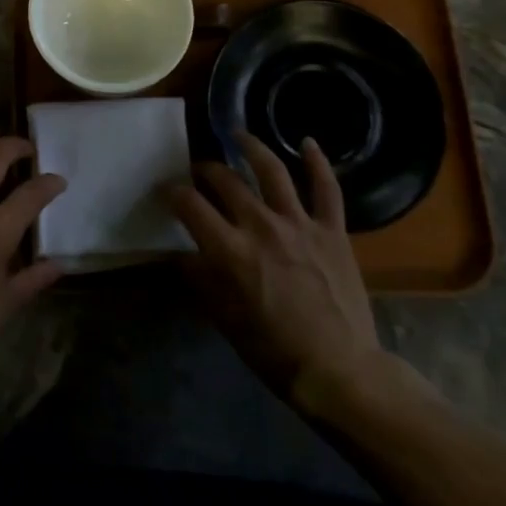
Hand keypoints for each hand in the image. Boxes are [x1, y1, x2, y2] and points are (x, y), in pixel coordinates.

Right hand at [167, 133, 409, 423]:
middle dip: (205, 170)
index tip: (166, 192)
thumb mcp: (224, 318)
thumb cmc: (274, 351)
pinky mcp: (332, 230)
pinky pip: (327, 188)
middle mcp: (261, 226)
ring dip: (251, 147)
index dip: (172, 193)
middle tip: (199, 171)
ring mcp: (300, 223)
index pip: (190, 205)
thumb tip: (180, 253)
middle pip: (225, 180)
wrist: (340, 371)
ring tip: (238, 134)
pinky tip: (307, 141)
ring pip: (272, 170)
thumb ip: (200, 278)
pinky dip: (318, 162)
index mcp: (230, 250)